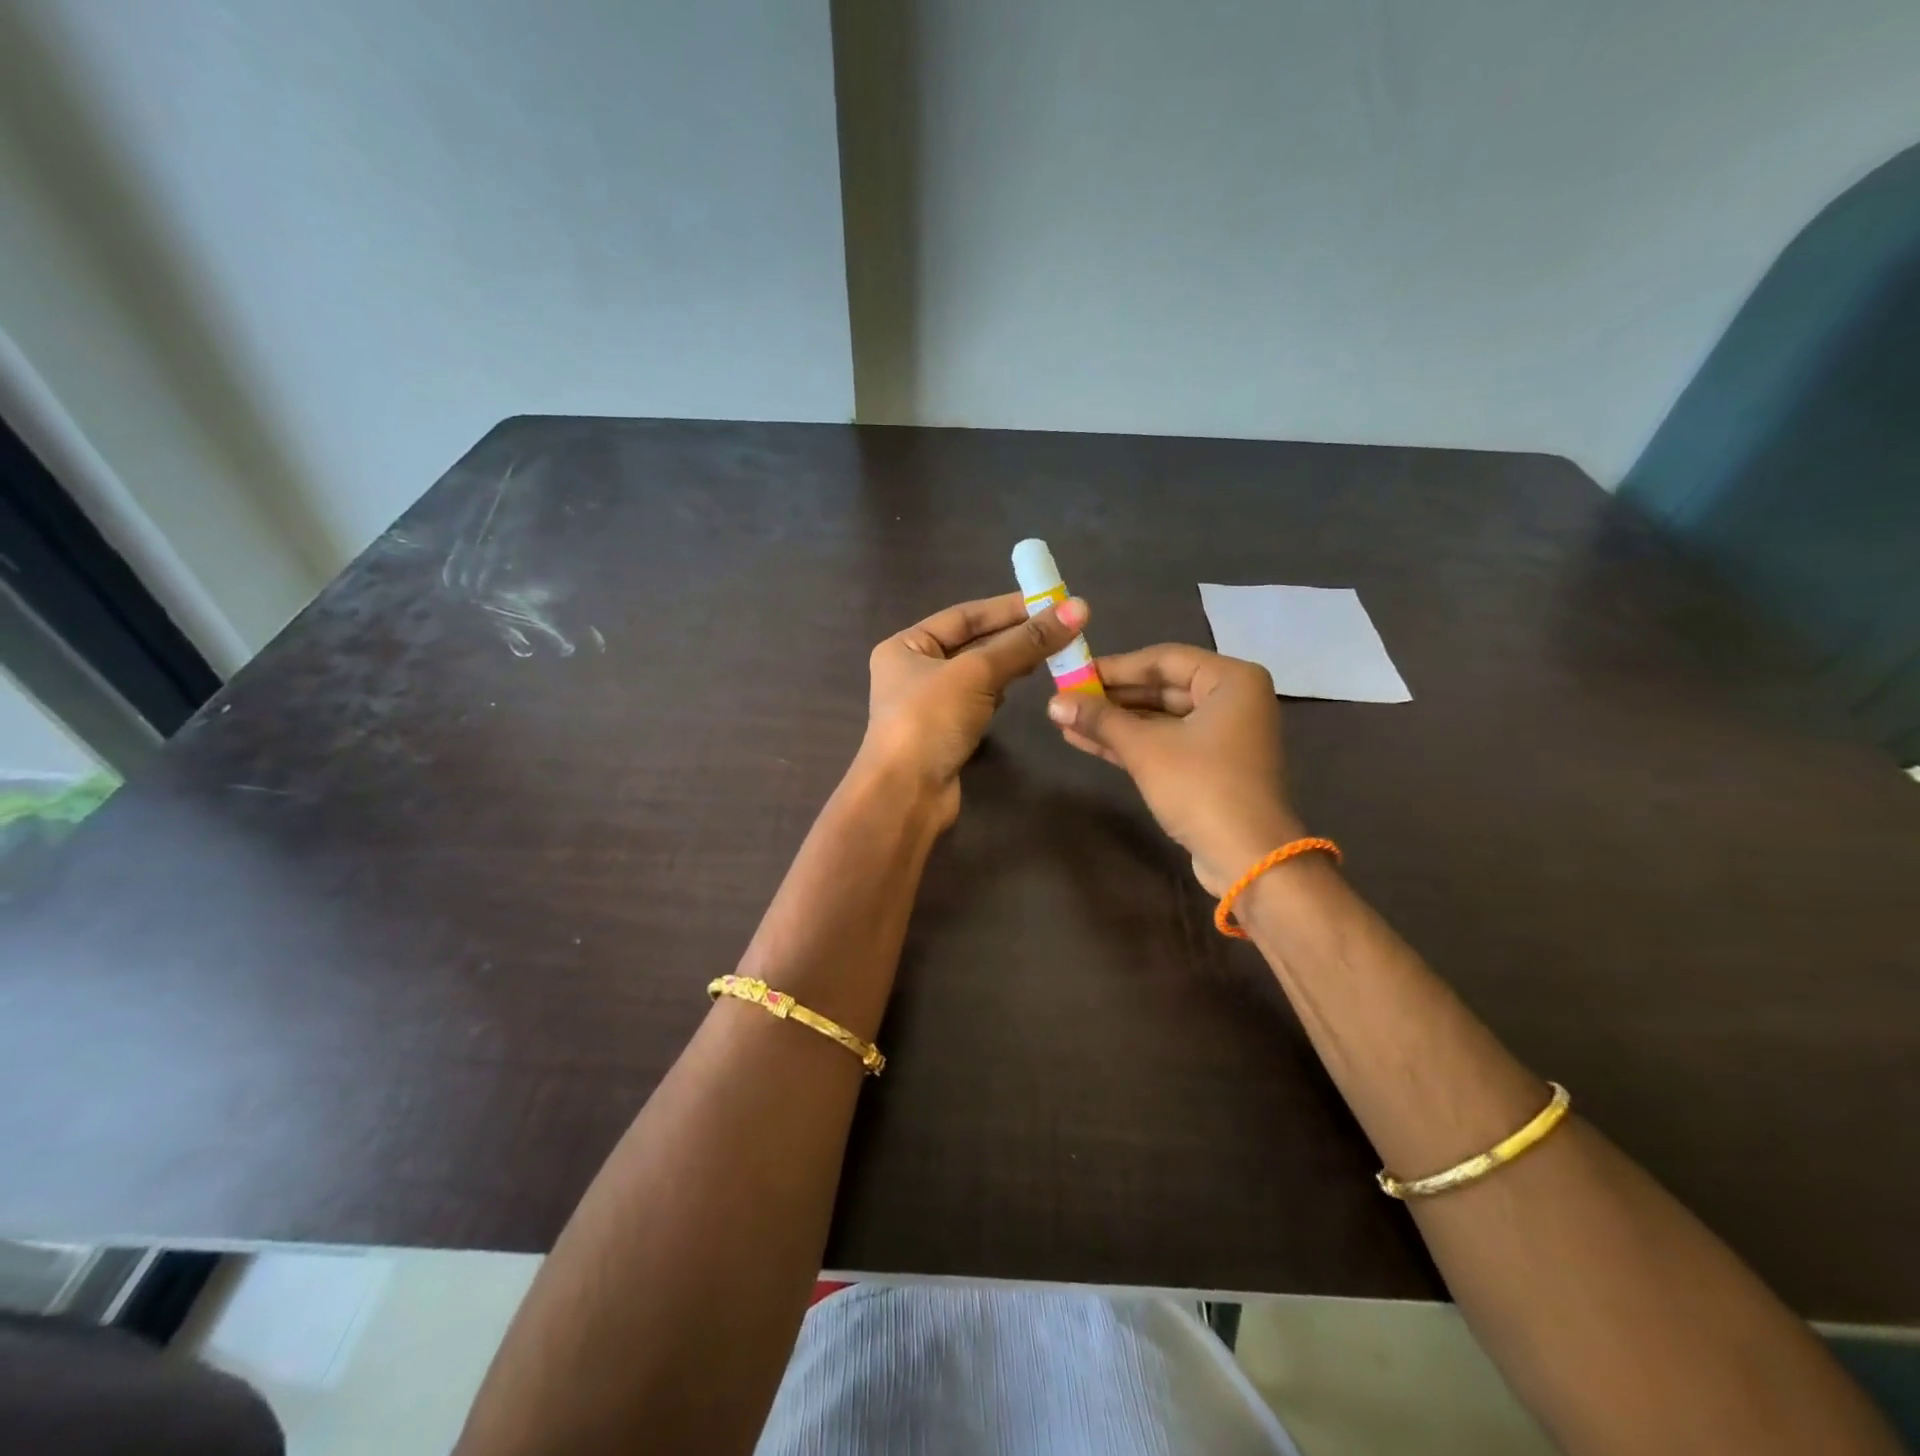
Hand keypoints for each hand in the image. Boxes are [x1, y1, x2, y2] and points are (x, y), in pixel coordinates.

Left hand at [863, 591, 1087, 825]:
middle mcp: (913, 670)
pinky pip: (979, 700)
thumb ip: (1025, 643)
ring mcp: (929, 704)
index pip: (963, 616)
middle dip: (1014, 635)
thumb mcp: (977, 673)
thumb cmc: (930, 720)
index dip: (1006, 607)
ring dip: (1011, 662)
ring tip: (1051, 651)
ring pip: (978, 674)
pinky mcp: (945, 732)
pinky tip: (1022, 685)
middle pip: (971, 643)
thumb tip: (1077, 609)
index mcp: (906, 646)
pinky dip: (1000, 690)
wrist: (907, 794)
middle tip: (1061, 626)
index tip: (1050, 601)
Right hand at [1046, 643, 1301, 894]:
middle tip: (1066, 699)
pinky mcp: (1210, 767)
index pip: (1163, 659)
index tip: (1074, 673)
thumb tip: (1052, 703)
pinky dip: (1130, 743)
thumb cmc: (1201, 786)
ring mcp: (1222, 736)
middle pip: (1161, 688)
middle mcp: (1232, 700)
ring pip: (1160, 719)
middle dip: (1111, 698)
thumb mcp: (1145, 748)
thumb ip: (1099, 719)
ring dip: (1114, 723)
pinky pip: (1165, 743)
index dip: (1115, 666)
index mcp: (1231, 680)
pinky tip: (1086, 741)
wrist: (1247, 857)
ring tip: (1066, 722)